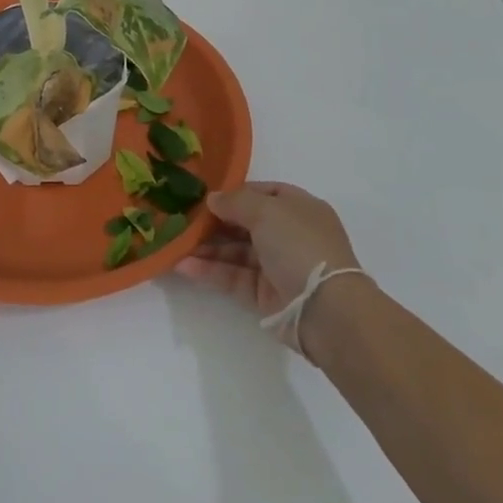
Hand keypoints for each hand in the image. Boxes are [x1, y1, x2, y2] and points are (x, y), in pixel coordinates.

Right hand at [175, 181, 362, 350]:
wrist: (326, 310)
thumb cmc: (300, 246)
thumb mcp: (268, 210)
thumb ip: (236, 201)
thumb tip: (213, 199)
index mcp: (298, 208)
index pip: (263, 193)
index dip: (235, 193)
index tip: (205, 195)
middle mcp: (288, 234)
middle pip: (245, 223)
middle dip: (215, 221)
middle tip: (182, 219)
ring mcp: (277, 265)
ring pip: (236, 251)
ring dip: (207, 247)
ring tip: (175, 244)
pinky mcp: (265, 294)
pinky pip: (233, 277)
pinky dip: (210, 271)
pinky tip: (183, 266)